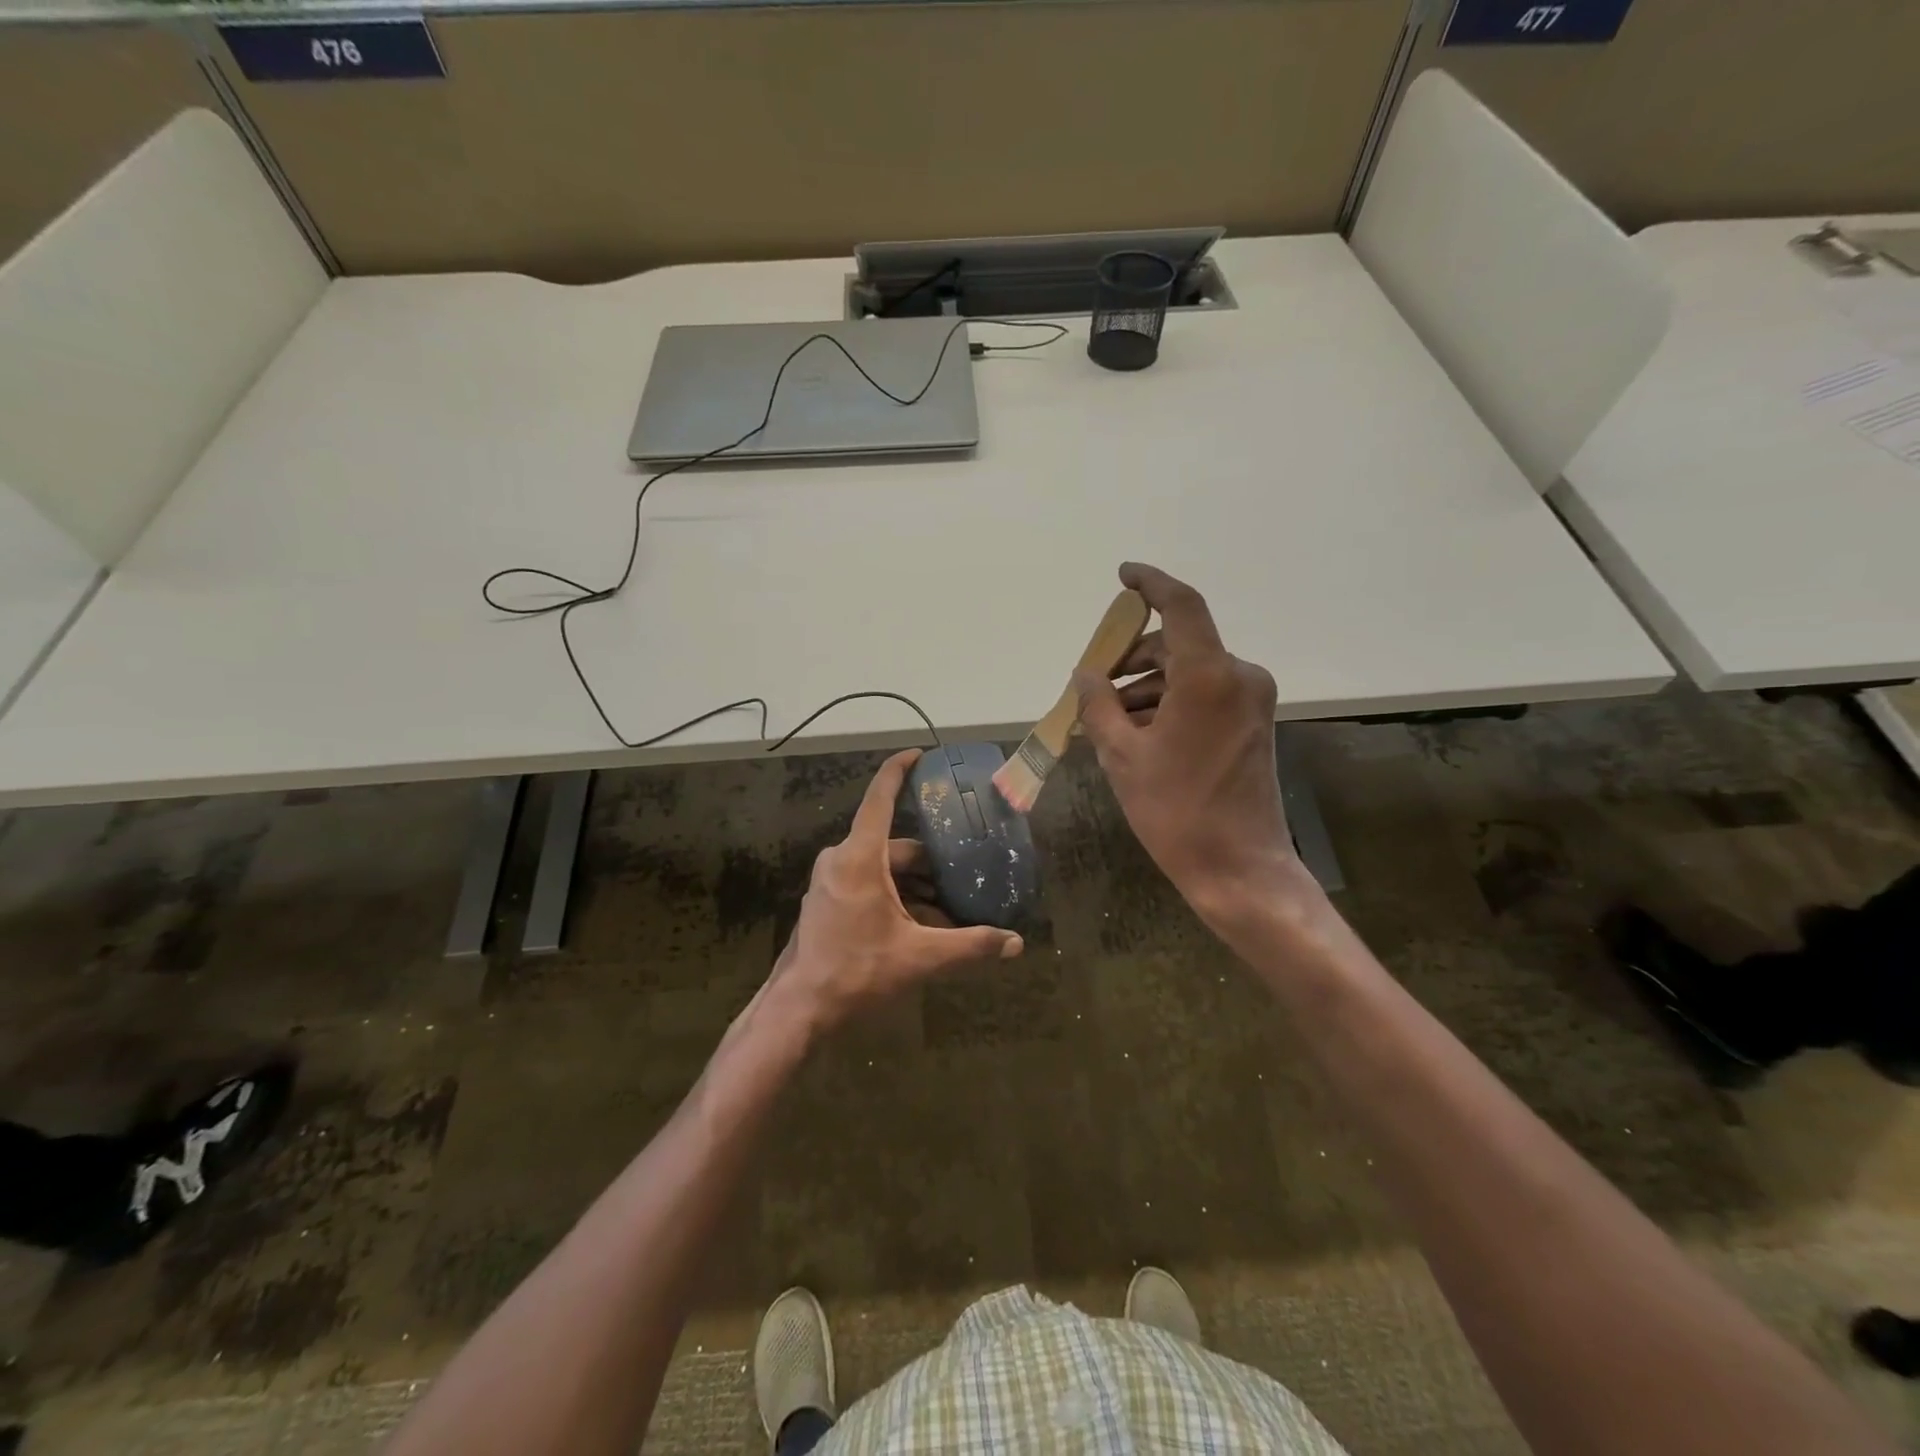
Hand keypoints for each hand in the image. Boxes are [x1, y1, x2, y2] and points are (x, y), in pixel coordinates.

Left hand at [774, 749, 1022, 1029]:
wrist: (799, 1009)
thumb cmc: (856, 971)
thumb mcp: (919, 957)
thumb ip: (969, 946)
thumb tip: (1015, 944)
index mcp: (860, 857)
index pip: (880, 799)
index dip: (899, 771)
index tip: (919, 754)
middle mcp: (841, 860)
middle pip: (894, 845)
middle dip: (930, 862)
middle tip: (963, 874)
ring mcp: (830, 881)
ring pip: (882, 869)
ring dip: (914, 885)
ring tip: (949, 907)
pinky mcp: (826, 901)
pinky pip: (867, 884)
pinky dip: (895, 897)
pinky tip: (919, 924)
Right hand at [1075, 563, 1315, 928]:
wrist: (1239, 868)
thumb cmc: (1175, 811)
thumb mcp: (1121, 756)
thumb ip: (1098, 705)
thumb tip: (1086, 674)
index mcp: (1209, 676)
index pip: (1181, 607)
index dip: (1151, 584)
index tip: (1123, 576)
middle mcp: (1239, 676)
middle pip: (1177, 645)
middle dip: (1131, 660)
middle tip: (1093, 685)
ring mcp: (1251, 700)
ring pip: (1188, 672)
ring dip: (1147, 687)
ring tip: (1108, 722)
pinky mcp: (1253, 722)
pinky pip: (1204, 695)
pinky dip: (1169, 703)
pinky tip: (1138, 734)